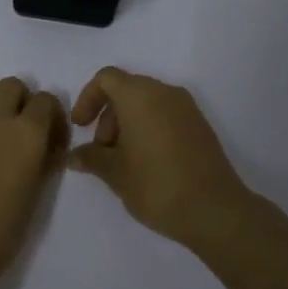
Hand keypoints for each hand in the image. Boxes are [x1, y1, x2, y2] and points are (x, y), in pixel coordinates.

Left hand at [0, 77, 69, 281]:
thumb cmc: (1, 229)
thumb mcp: (36, 195)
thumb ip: (42, 163)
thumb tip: (45, 151)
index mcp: (26, 132)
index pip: (46, 100)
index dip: (54, 118)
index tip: (54, 143)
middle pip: (12, 86)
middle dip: (23, 102)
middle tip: (27, 136)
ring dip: (0, 116)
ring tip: (3, 152)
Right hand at [68, 67, 259, 248]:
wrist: (214, 209)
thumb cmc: (155, 184)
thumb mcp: (114, 173)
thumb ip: (91, 158)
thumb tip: (74, 156)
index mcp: (140, 95)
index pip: (106, 78)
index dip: (88, 98)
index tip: (81, 127)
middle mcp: (165, 92)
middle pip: (127, 89)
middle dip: (108, 115)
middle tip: (102, 150)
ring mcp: (187, 108)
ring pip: (148, 103)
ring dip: (128, 123)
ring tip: (123, 160)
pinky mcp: (201, 126)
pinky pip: (166, 115)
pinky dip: (150, 128)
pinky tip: (147, 163)